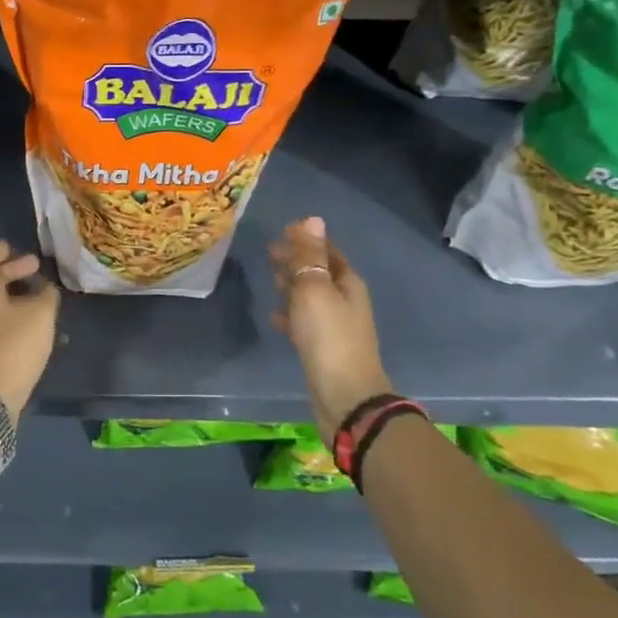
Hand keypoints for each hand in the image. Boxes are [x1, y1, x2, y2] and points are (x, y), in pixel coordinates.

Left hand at [0, 241, 59, 421]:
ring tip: (37, 295)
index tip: (30, 258)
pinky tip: (32, 318)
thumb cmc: (14, 344)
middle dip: (3, 269)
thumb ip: (46, 293)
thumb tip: (44, 288)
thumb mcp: (41, 313)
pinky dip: (9, 311)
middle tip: (28, 268)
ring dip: (9, 292)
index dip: (5, 254)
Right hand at [270, 216, 391, 436]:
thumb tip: (313, 219)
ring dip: (292, 285)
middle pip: (319, 272)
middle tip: (269, 252)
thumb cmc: (329, 337)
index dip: (306, 239)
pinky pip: (303, 322)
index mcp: (348, 283)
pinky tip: (274, 316)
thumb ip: (311, 256)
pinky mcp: (322, 348)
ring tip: (270, 279)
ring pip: (310, 296)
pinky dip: (289, 314)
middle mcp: (345, 301)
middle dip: (297, 260)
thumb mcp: (316, 289)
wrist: (345, 397)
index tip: (282, 230)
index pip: (327, 250)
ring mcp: (334, 326)